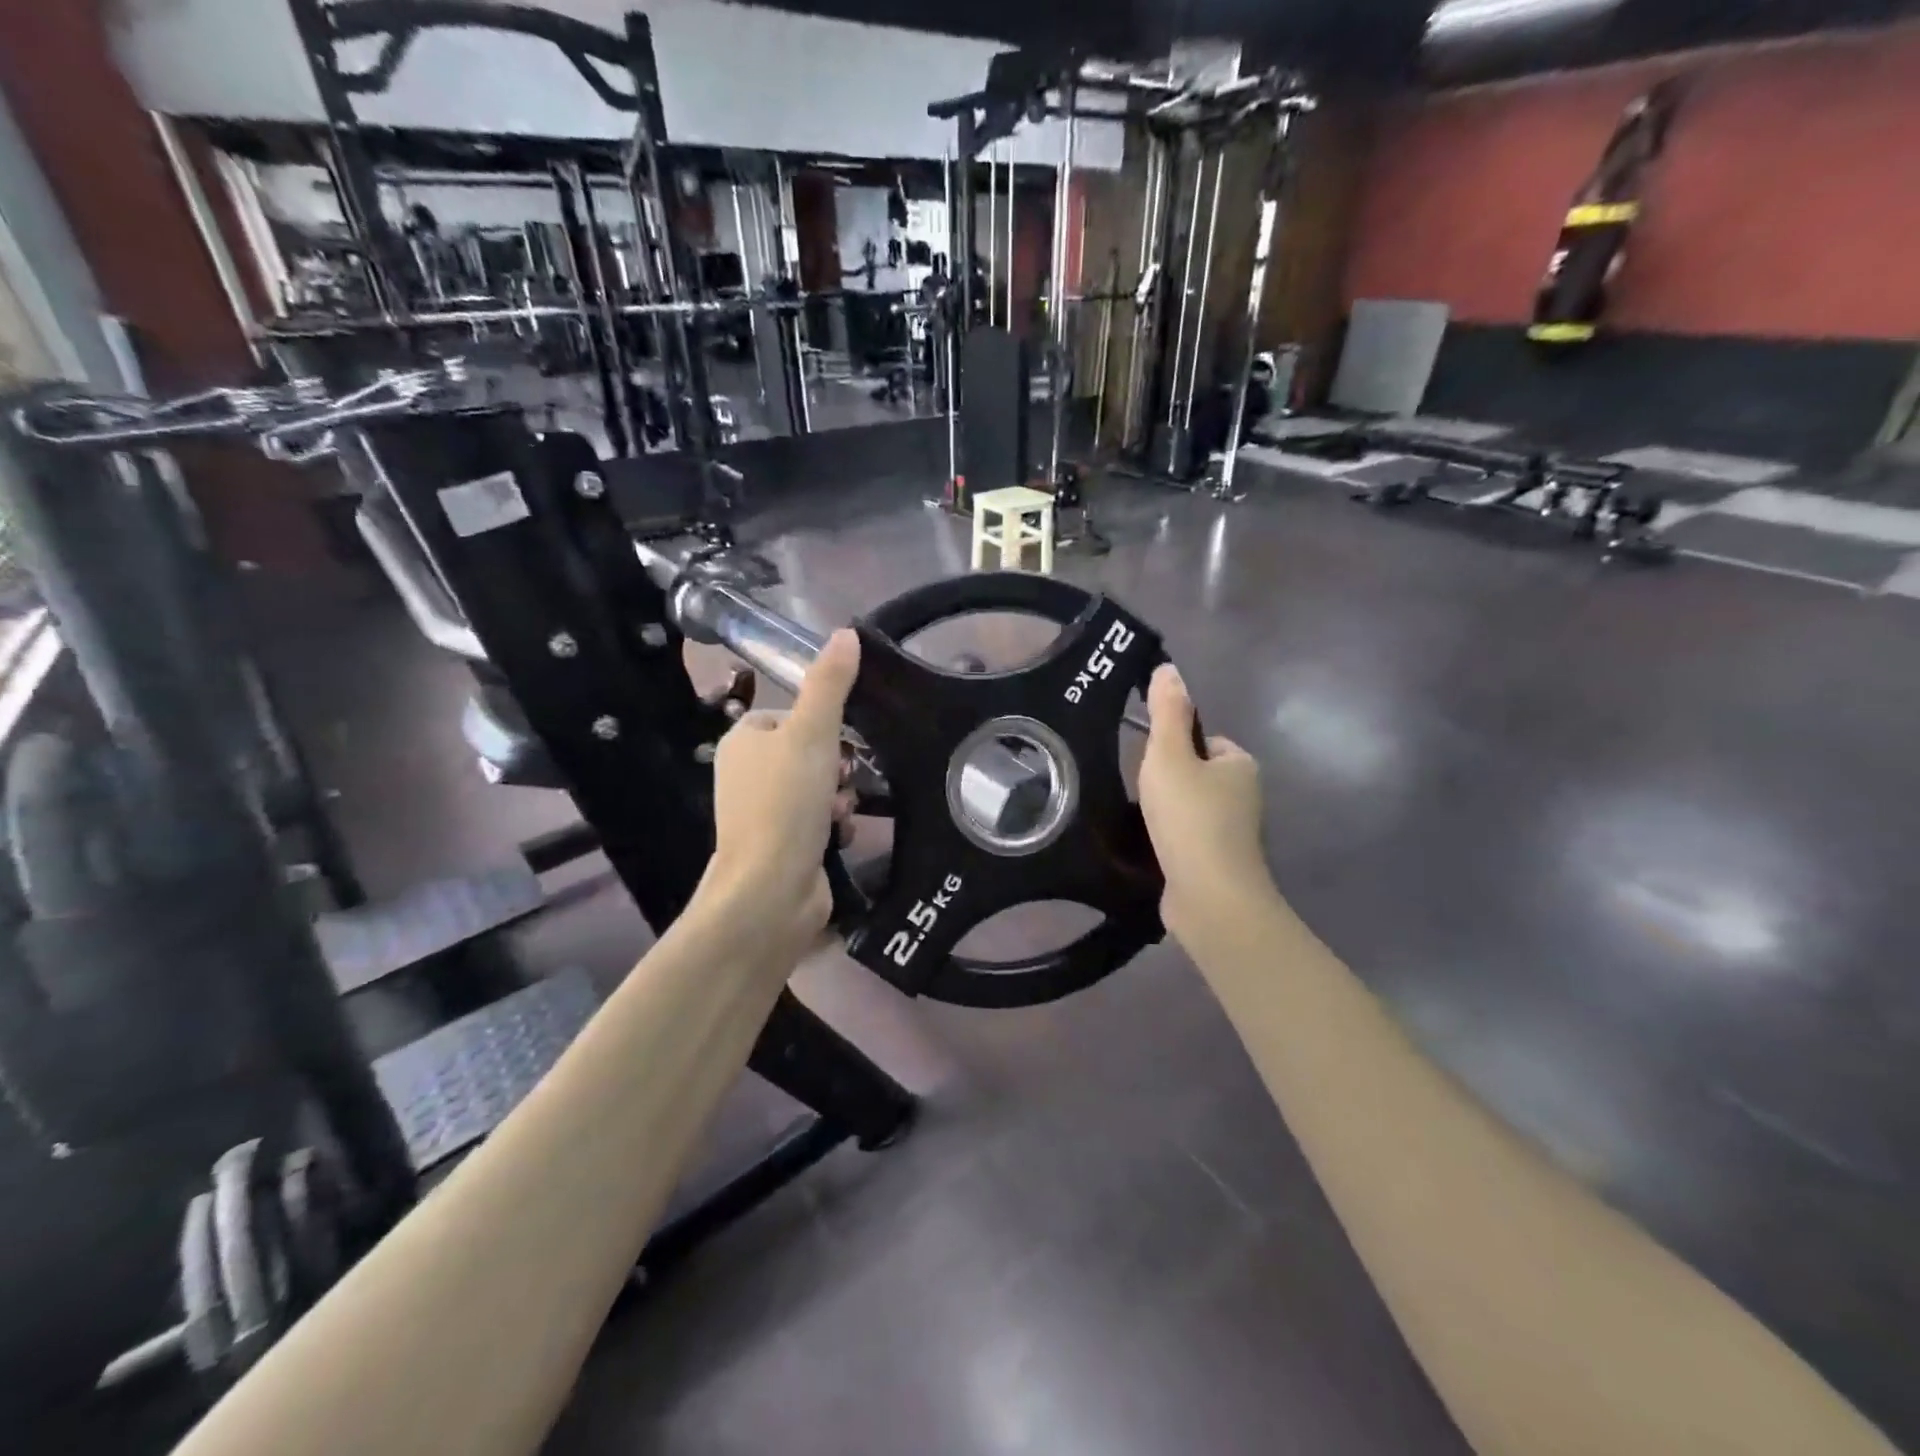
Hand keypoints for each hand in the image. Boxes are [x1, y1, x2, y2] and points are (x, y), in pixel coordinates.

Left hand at [697, 629, 859, 955]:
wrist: (771, 889)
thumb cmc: (785, 803)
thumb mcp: (811, 732)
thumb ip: (830, 683)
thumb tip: (846, 632)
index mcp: (742, 741)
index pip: (791, 715)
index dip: (822, 726)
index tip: (839, 743)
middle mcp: (746, 774)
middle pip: (809, 752)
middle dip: (836, 766)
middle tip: (843, 780)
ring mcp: (763, 813)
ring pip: (819, 788)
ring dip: (839, 797)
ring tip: (841, 812)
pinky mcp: (782, 845)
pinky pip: (818, 821)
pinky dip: (834, 825)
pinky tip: (840, 836)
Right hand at [1138, 664, 1270, 937]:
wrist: (1210, 896)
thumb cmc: (1190, 817)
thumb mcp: (1169, 755)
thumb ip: (1167, 713)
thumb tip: (1168, 668)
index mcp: (1241, 765)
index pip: (1205, 741)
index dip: (1174, 747)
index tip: (1151, 764)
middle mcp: (1245, 796)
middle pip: (1195, 775)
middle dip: (1167, 783)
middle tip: (1144, 794)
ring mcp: (1234, 833)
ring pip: (1190, 808)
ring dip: (1166, 813)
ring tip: (1144, 822)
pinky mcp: (1219, 863)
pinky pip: (1188, 837)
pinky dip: (1170, 840)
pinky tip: (1152, 847)